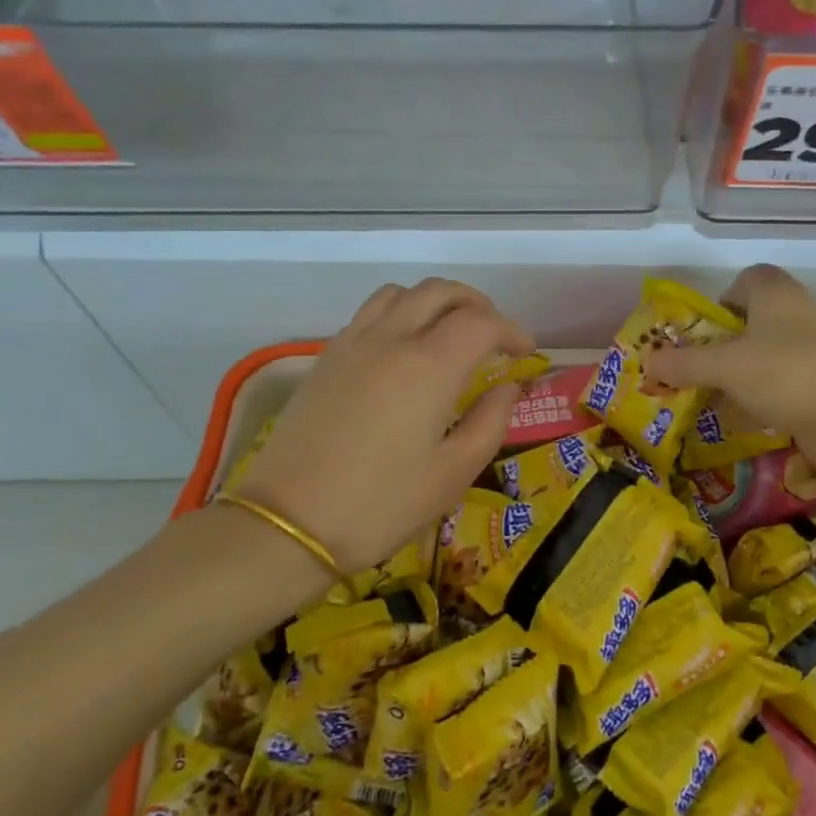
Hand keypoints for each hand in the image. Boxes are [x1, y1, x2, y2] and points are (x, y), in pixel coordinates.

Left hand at [234, 280, 533, 572]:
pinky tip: (404, 349)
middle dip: (477, 304)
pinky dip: (401, 312)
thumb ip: (490, 423)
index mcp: (429, 367)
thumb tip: (508, 388)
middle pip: (441, 292)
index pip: (482, 322)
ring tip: (449, 332)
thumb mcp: (452, 475)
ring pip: (401, 293)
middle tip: (494, 335)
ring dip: (435, 301)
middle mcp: (391, 339)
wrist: (289, 523)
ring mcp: (353, 343)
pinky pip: (371, 312)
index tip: (526, 352)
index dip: (512, 330)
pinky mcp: (326, 357)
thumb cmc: (381, 505)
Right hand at [645, 265, 815, 457]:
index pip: (748, 278)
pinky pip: (790, 375)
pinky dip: (770, 389)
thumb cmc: (781, 373)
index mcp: (776, 292)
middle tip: (707, 364)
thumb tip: (648, 362)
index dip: (724, 298)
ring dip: (749, 367)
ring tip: (724, 392)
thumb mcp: (722, 367)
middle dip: (730, 340)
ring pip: (774, 348)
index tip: (707, 329)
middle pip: (758, 316)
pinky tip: (754, 413)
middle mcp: (801, 309)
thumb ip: (683, 364)